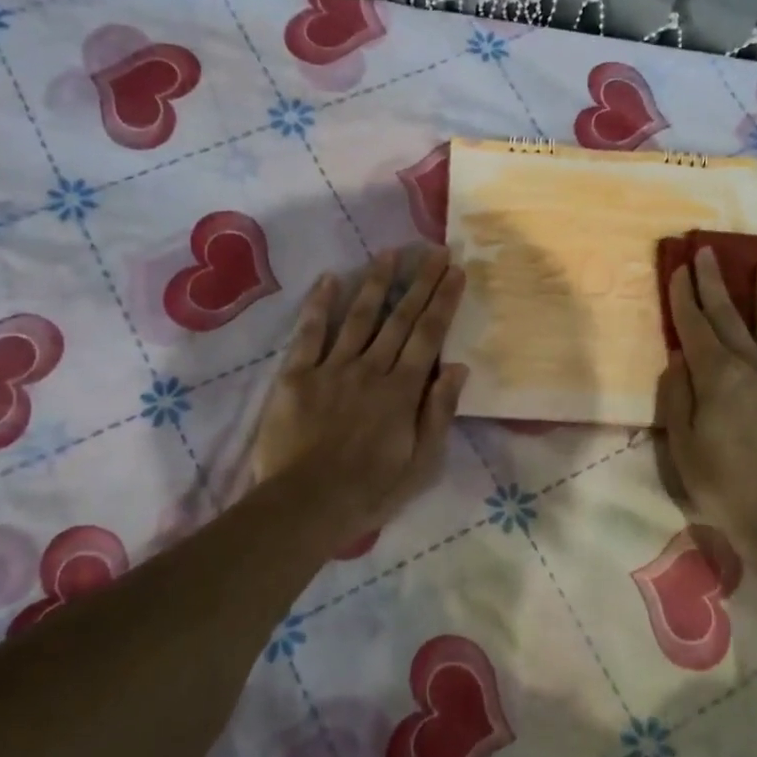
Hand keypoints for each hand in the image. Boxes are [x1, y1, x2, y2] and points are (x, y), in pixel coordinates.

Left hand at [252, 247, 468, 539]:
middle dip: (420, 283)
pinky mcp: (297, 376)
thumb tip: (458, 368)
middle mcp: (371, 369)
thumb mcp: (422, 464)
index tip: (454, 271)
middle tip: (433, 250)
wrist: (305, 505)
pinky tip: (329, 278)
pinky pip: (310, 334)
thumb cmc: (371, 490)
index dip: (443, 301)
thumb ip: (439, 413)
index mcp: (403, 391)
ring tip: (390, 253)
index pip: (428, 336)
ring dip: (376, 283)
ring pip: (359, 317)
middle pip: (400, 319)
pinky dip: (319, 305)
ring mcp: (332, 369)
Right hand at [656, 249, 756, 548]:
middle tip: (706, 250)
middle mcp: (753, 366)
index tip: (676, 268)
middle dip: (715, 282)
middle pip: (730, 315)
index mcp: (719, 376)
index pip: (696, 326)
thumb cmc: (721, 483)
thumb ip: (677, 396)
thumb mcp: (682, 444)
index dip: (683, 297)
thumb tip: (678, 360)